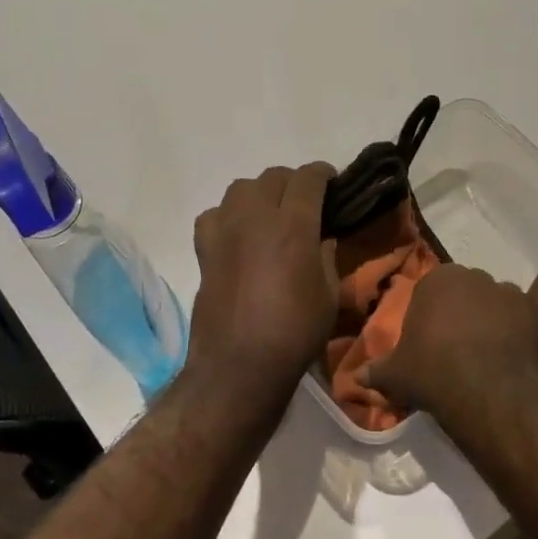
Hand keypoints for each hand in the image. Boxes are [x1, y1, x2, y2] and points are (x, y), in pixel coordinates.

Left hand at [186, 164, 338, 399]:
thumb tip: (320, 237)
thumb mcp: (329, 294)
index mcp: (293, 225)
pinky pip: (214, 214)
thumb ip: (326, 256)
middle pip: (274, 177)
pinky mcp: (204, 249)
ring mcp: (225, 230)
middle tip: (306, 203)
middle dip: (294, 183)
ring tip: (270, 215)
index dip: (324, 175)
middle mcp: (256, 217)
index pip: (309, 178)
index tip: (333, 184)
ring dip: (260, 194)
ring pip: (241, 188)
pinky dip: (228, 216)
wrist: (240, 363)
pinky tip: (238, 235)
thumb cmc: (294, 331)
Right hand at [365, 261, 537, 417]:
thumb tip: (355, 378)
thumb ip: (376, 371)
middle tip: (458, 347)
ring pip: (500, 296)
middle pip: (468, 291)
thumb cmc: (430, 373)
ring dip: (497, 312)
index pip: (432, 292)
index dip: (433, 317)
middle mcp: (472, 277)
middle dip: (464, 312)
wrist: (479, 390)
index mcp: (435, 283)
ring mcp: (506, 292)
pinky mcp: (535, 310)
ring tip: (492, 345)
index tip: (432, 343)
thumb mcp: (395, 374)